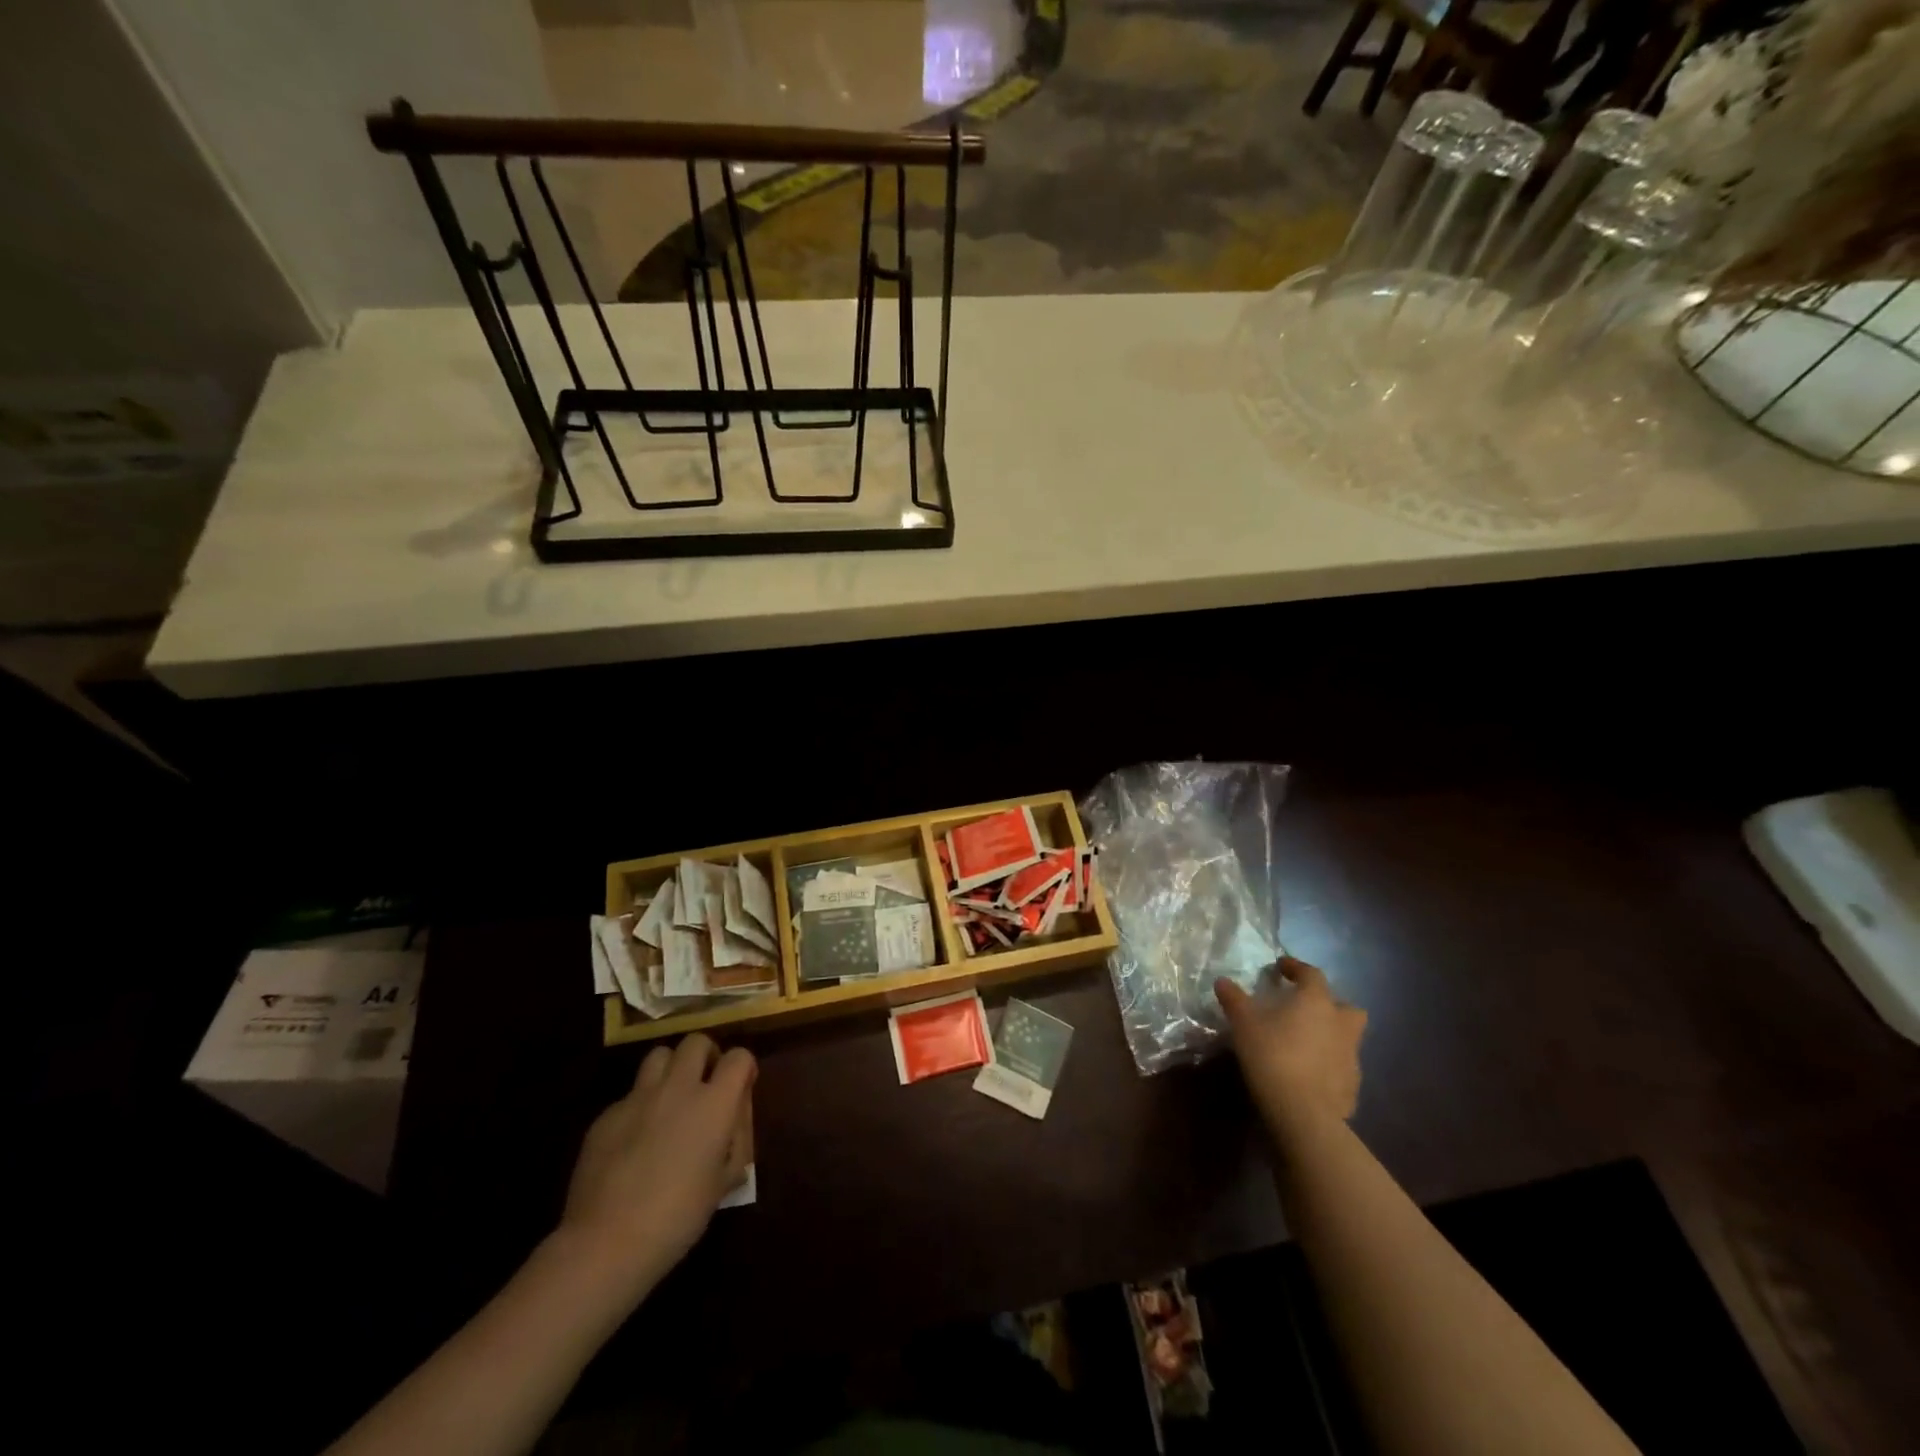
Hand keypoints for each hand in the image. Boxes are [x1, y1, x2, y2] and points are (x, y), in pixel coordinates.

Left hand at [558, 1033, 754, 1293]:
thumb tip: (732, 1124)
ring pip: (659, 1056)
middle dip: (706, 1055)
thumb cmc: (678, 1216)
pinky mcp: (606, 1116)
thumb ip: (735, 1142)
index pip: (739, 1057)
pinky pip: (629, 1096)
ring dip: (671, 1069)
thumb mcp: (724, 1182)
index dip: (744, 1068)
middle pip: (696, 1041)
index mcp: (714, 1103)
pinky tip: (634, 1141)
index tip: (741, 1088)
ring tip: (670, 1099)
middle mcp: (678, 1088)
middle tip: (705, 1083)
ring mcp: (638, 1098)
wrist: (607, 1242)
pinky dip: (639, 1107)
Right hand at [1216, 958, 1365, 1132]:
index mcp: (1317, 1002)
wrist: (1304, 1113)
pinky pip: (1342, 1067)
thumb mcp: (1243, 1023)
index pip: (1312, 974)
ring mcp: (1351, 1057)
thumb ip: (1234, 999)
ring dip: (1330, 1035)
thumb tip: (1222, 981)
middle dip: (1329, 1005)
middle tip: (1305, 1009)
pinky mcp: (1353, 1086)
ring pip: (1347, 1038)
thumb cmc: (1272, 1055)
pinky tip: (1309, 1074)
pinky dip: (1329, 1065)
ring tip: (1304, 1044)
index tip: (1281, 967)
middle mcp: (1341, 1025)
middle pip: (1346, 1007)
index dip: (1296, 968)